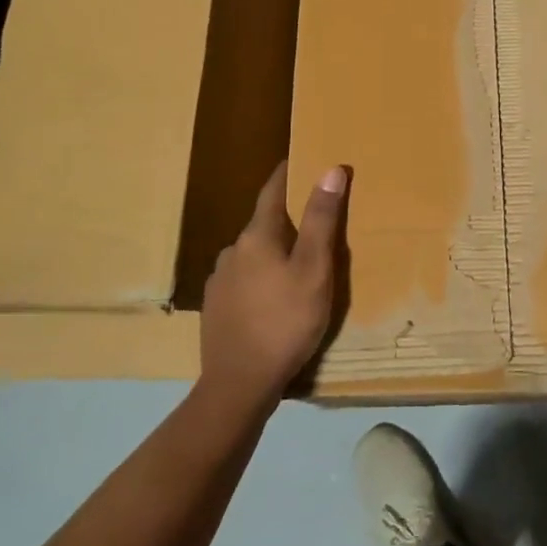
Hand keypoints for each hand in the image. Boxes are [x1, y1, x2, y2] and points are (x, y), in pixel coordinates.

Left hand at [198, 161, 348, 411]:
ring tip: (299, 266)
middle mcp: (232, 250)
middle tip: (316, 223)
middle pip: (264, 223)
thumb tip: (330, 169)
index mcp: (257, 235)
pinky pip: (243, 280)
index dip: (289, 173)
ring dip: (274, 252)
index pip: (273, 190)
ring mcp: (219, 281)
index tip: (303, 159)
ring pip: (253, 254)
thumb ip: (321, 220)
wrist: (238, 386)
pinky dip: (262, 278)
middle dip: (288, 219)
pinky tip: (274, 298)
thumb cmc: (285, 322)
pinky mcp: (215, 309)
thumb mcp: (315, 270)